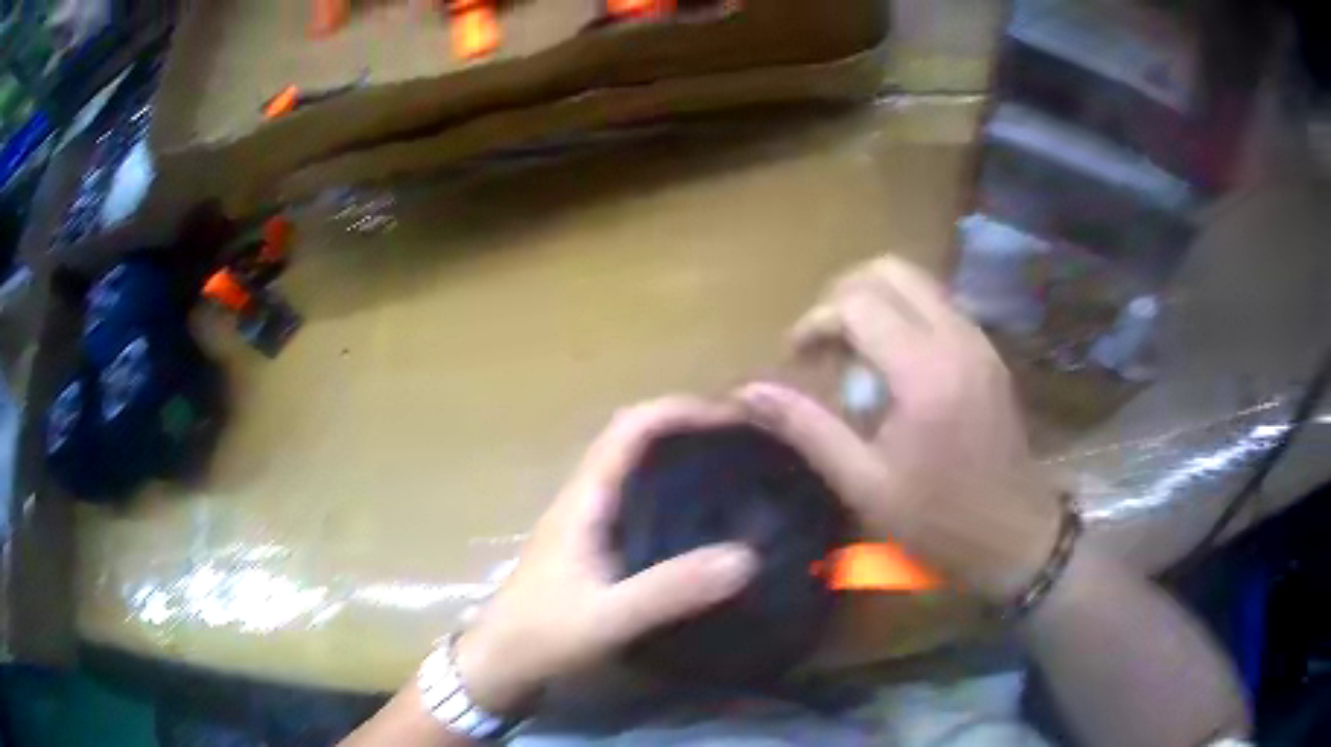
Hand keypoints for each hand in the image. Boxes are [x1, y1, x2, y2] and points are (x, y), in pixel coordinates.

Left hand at [455, 398, 757, 714]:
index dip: (680, 411)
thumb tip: (746, 557)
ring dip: (678, 453)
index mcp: (584, 500)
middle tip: (743, 440)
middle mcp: (584, 497)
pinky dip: (669, 488)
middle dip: (687, 426)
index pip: (631, 428)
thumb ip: (671, 591)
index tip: (732, 420)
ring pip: (633, 465)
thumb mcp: (609, 618)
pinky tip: (700, 514)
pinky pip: (634, 497)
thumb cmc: (543, 636)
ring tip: (731, 465)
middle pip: (634, 437)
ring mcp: (584, 519)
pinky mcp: (590, 543)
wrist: (499, 663)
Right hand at [735, 257, 1060, 602]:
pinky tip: (893, 363)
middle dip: (844, 294)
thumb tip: (749, 392)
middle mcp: (955, 338)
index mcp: (924, 372)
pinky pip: (938, 304)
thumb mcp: (865, 484)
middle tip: (824, 341)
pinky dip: (905, 314)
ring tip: (854, 350)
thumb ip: (808, 429)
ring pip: (918, 281)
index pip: (857, 304)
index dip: (816, 321)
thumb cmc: (940, 521)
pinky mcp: (987, 351)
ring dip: (876, 300)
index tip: (798, 357)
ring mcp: (977, 340)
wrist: (1016, 534)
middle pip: (890, 270)